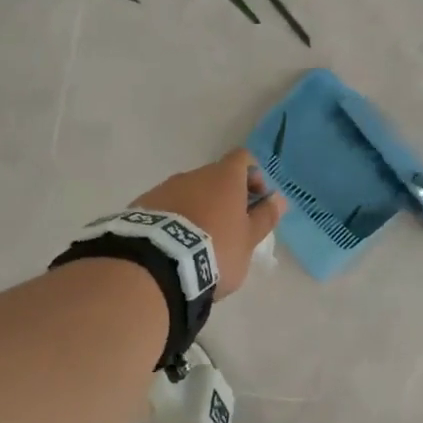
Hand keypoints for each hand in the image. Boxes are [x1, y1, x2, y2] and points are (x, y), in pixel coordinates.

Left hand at [132, 149, 286, 298]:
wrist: (157, 265)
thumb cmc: (215, 249)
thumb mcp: (248, 240)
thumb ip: (264, 217)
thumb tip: (279, 199)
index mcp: (224, 177)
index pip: (243, 158)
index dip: (253, 175)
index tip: (256, 201)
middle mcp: (194, 175)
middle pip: (215, 177)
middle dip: (225, 197)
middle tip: (230, 228)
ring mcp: (165, 188)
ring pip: (189, 192)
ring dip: (199, 209)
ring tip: (199, 242)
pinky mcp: (142, 206)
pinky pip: (166, 207)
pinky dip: (175, 220)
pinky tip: (175, 246)